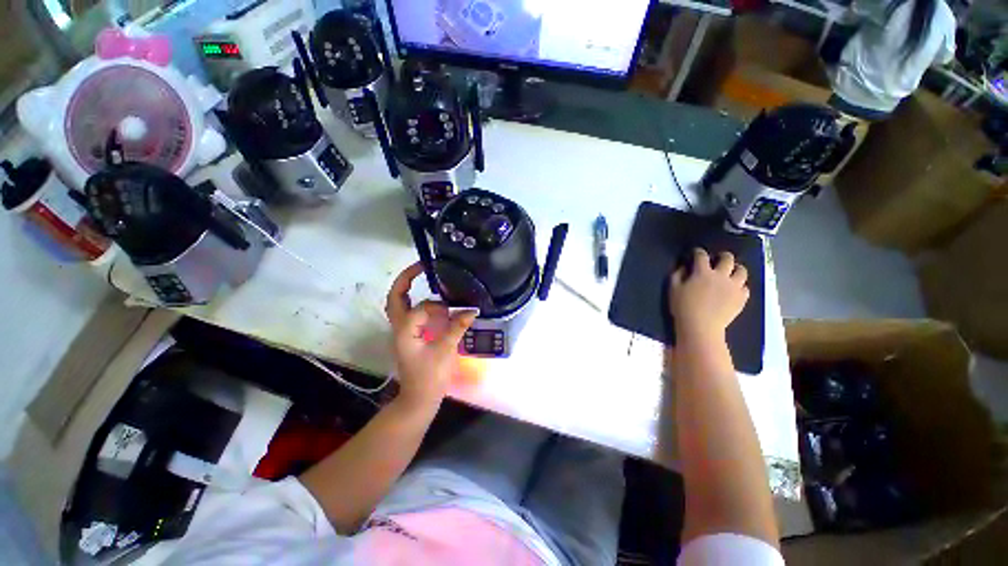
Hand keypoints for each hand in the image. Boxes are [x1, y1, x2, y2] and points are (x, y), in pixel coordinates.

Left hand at [385, 263, 477, 408]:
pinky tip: (438, 308)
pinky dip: (423, 307)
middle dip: (405, 280)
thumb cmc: (430, 378)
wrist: (418, 400)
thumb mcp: (445, 351)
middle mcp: (399, 328)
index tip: (456, 307)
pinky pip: (413, 316)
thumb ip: (457, 327)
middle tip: (421, 267)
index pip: (421, 307)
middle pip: (395, 298)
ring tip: (429, 282)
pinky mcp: (410, 337)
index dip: (440, 306)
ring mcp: (403, 333)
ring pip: (402, 306)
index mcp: (405, 330)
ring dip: (413, 293)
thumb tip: (472, 310)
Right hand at [669, 249, 749, 342]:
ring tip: (731, 272)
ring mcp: (734, 287)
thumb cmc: (683, 307)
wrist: (701, 327)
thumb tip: (683, 267)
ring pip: (742, 271)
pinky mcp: (741, 298)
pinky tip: (734, 289)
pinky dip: (740, 286)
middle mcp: (721, 276)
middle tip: (718, 259)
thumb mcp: (673, 289)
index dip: (698, 252)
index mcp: (702, 273)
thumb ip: (677, 275)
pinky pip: (745, 287)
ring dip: (736, 269)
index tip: (695, 253)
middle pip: (727, 258)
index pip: (701, 256)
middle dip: (722, 256)